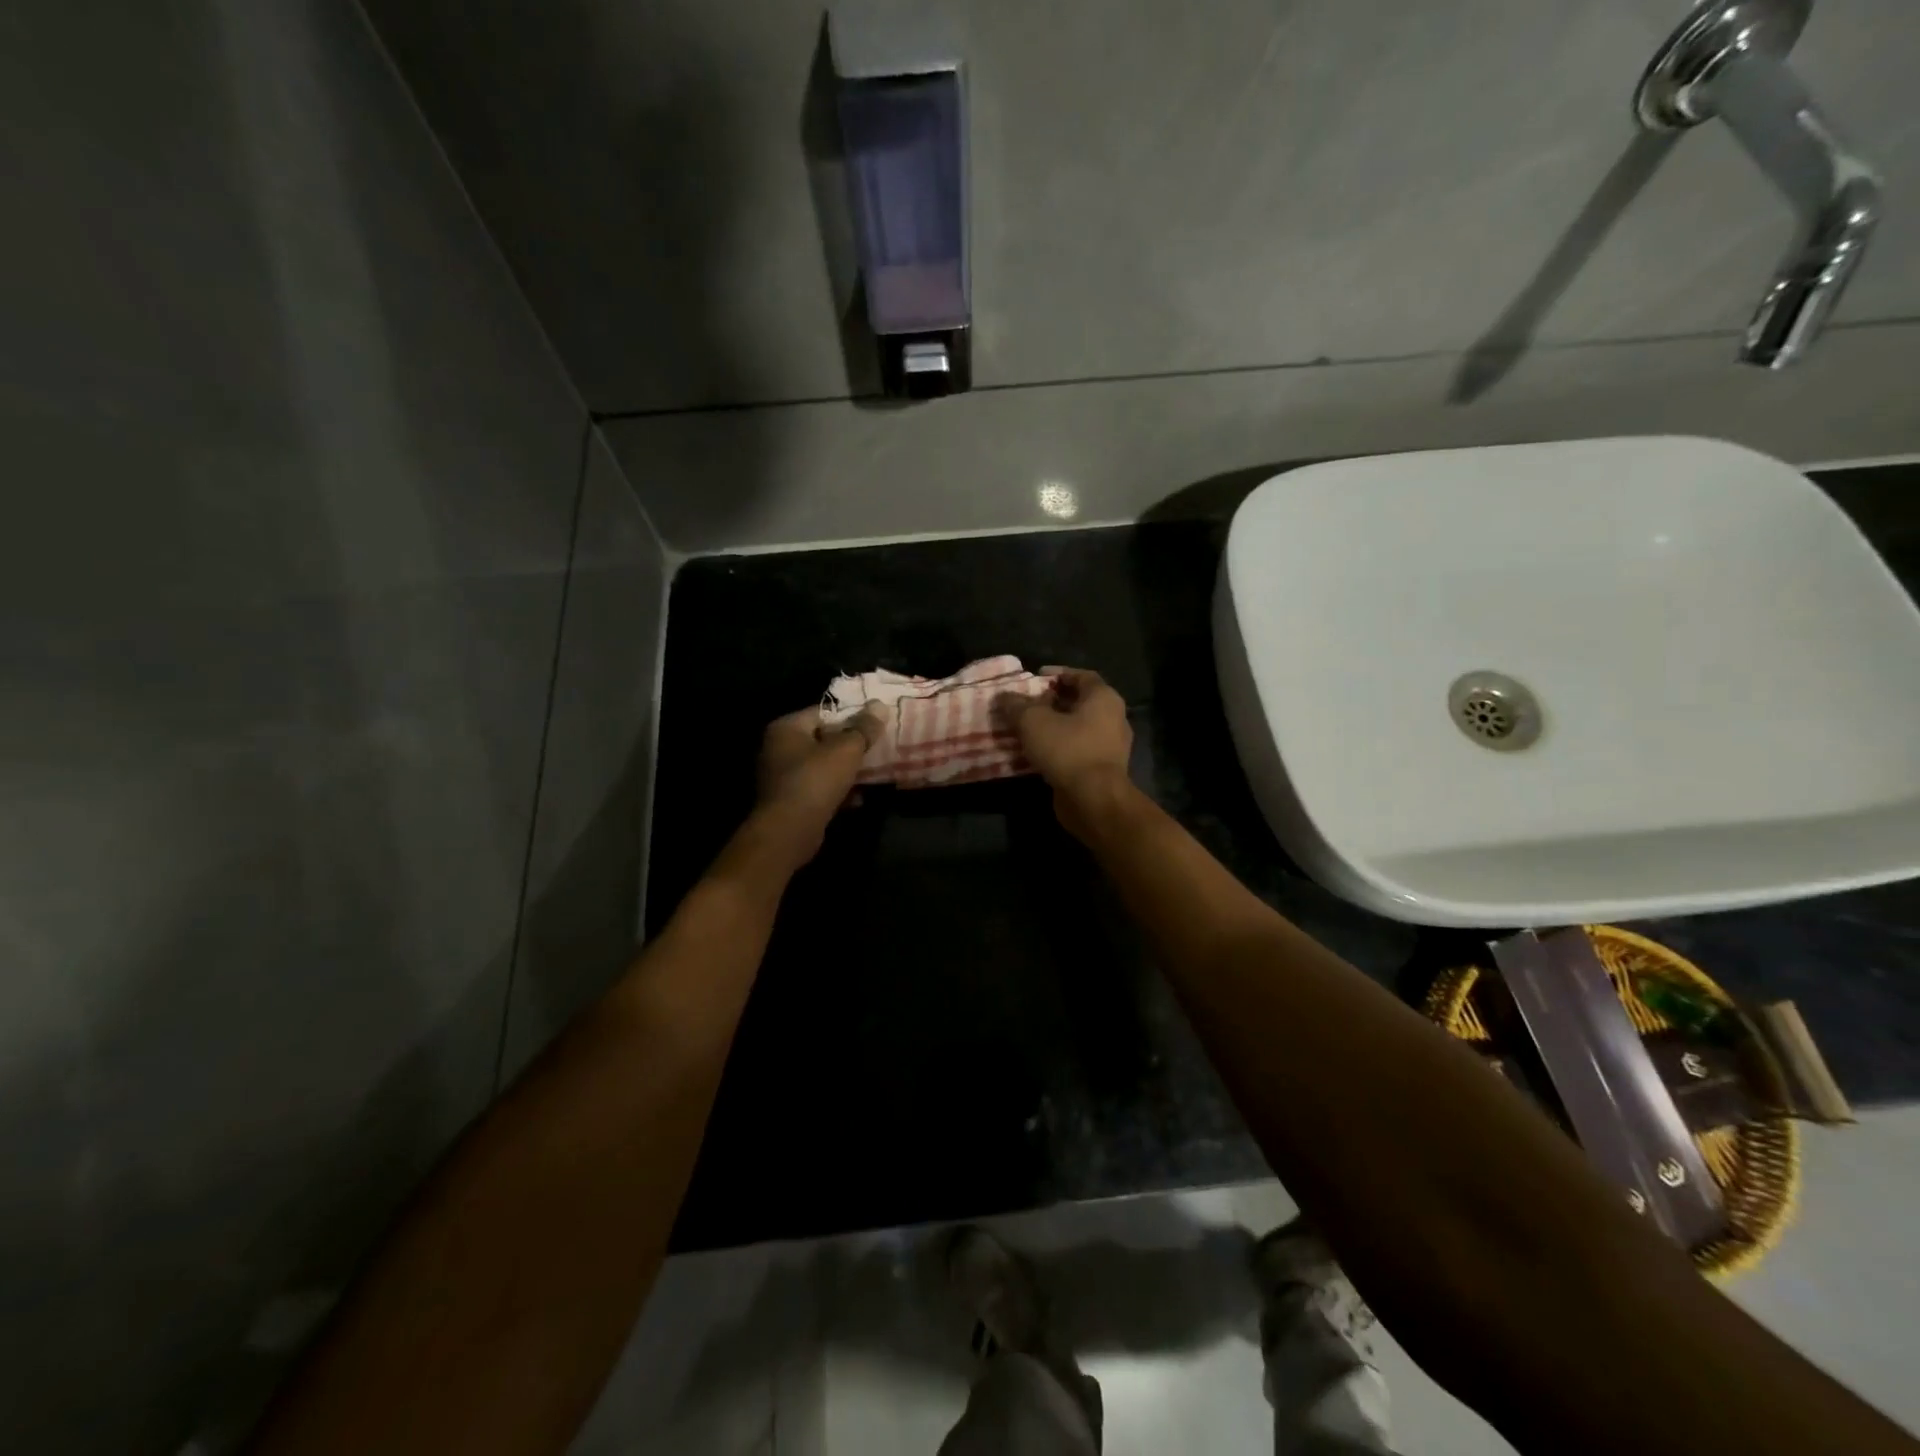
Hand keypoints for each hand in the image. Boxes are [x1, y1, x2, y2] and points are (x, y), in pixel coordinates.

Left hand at [751, 700, 889, 864]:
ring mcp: (782, 776)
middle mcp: (778, 748)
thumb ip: (864, 727)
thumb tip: (880, 705)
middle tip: (878, 746)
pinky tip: (859, 798)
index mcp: (786, 728)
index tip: (875, 724)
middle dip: (851, 745)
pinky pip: (819, 788)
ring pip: (823, 765)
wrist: (790, 831)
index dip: (851, 716)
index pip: (823, 712)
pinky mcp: (790, 800)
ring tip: (874, 772)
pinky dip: (837, 791)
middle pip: (823, 739)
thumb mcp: (846, 749)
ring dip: (846, 770)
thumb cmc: (816, 780)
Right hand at [996, 668, 1133, 829]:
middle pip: (1080, 702)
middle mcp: (1113, 718)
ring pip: (1078, 728)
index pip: (1081, 675)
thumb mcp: (1033, 721)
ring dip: (1054, 727)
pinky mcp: (1103, 769)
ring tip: (1027, 730)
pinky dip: (1059, 748)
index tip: (1034, 679)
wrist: (1093, 800)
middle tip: (1026, 705)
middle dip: (1052, 702)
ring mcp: (1110, 746)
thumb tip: (1003, 696)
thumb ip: (1016, 705)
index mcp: (1103, 698)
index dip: (1057, 674)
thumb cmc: (1067, 750)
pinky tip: (1038, 753)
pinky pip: (1078, 750)